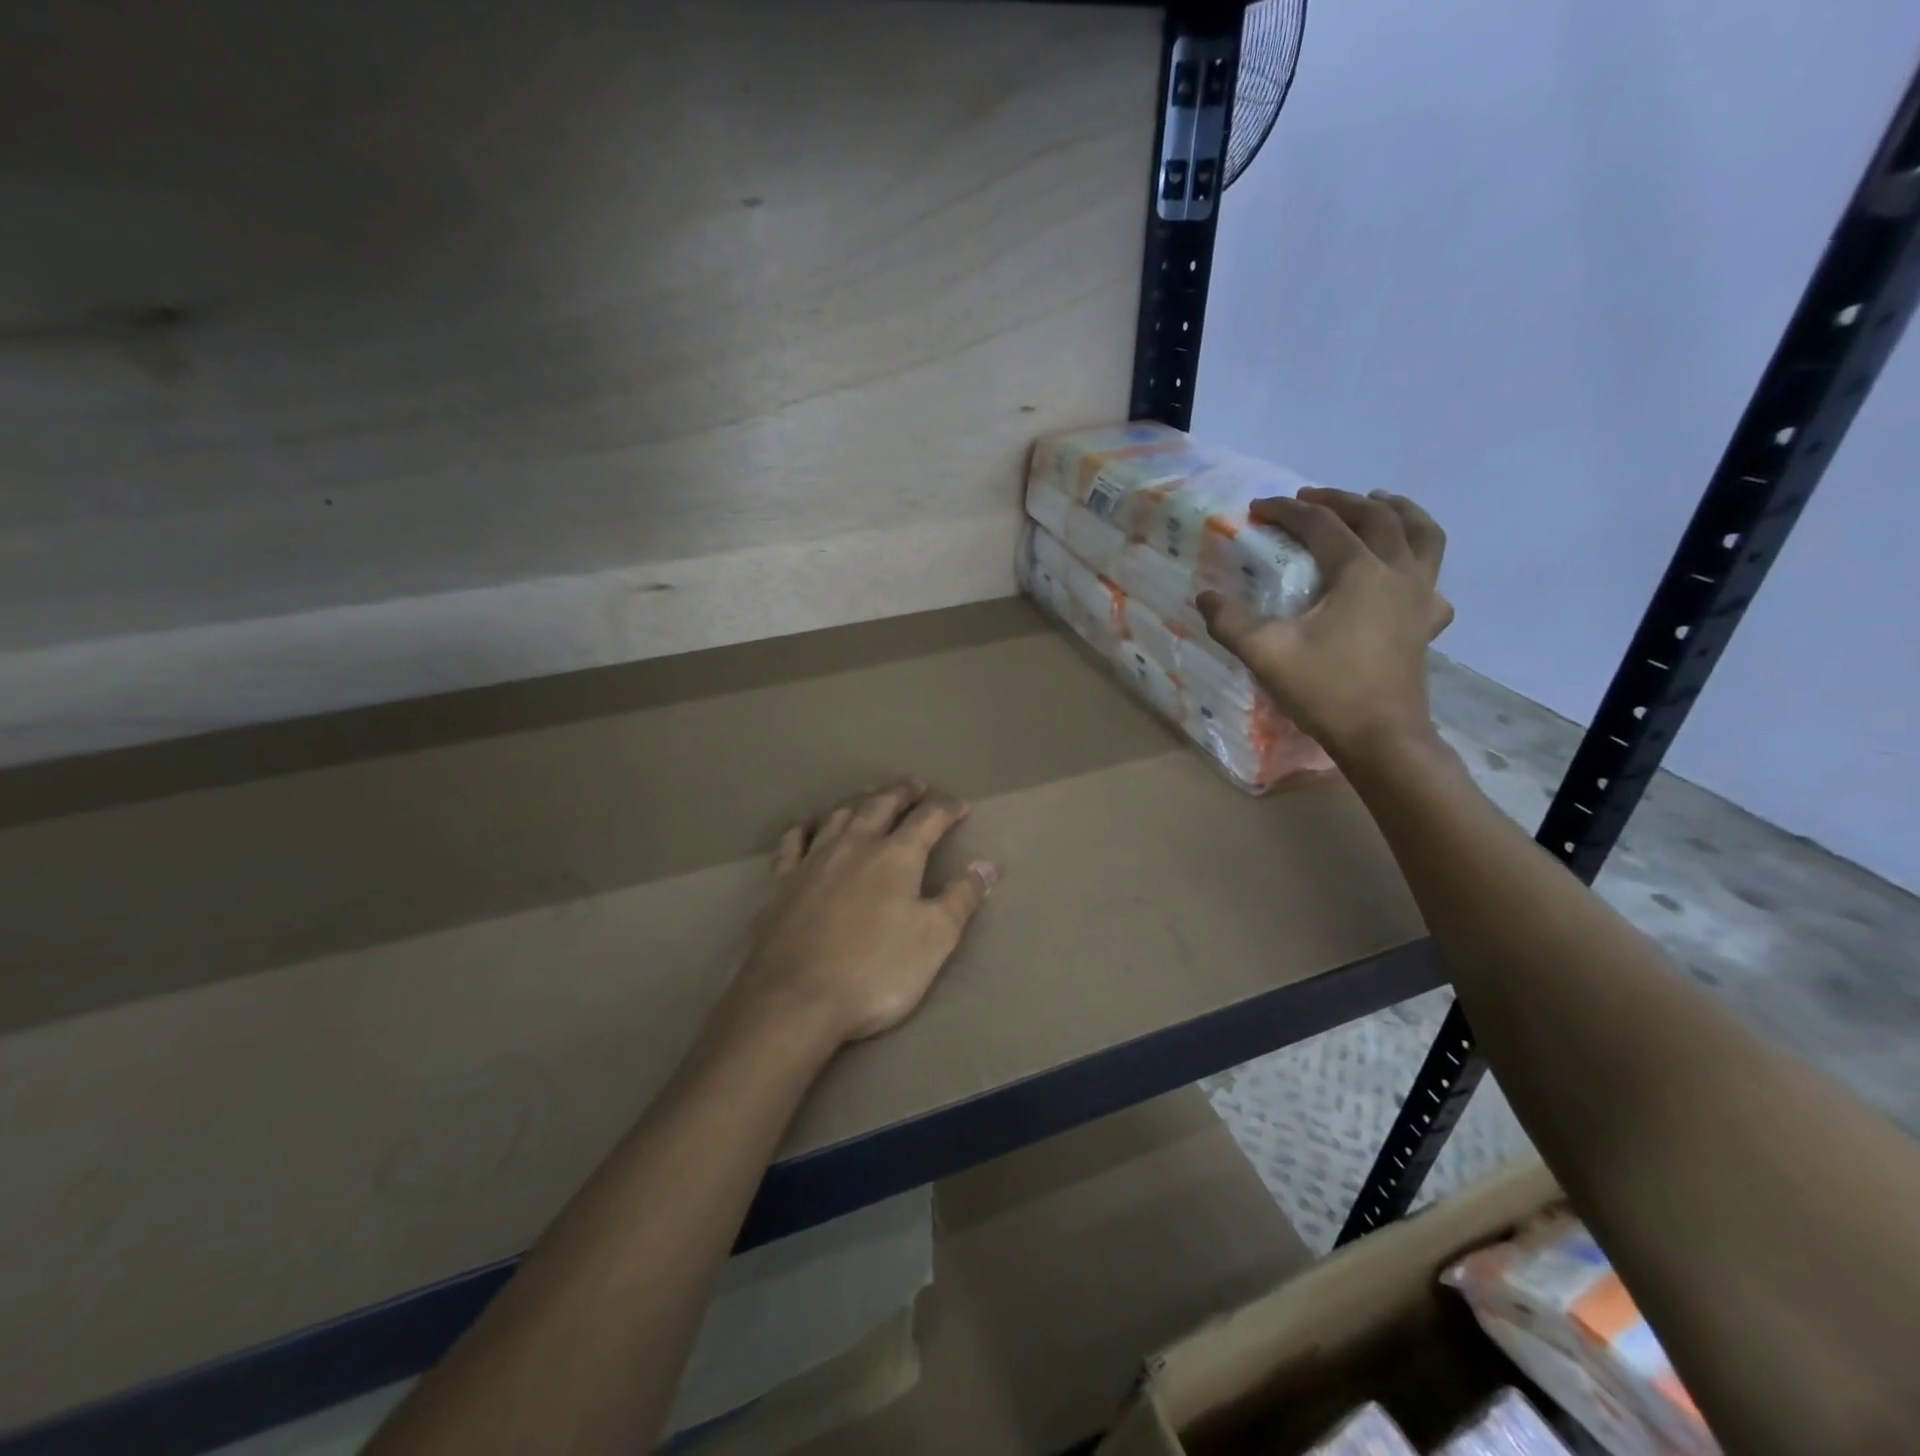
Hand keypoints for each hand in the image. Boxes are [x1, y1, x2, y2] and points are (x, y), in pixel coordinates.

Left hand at [726, 782, 997, 1046]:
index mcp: (895, 856)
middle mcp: (854, 846)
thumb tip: (987, 865)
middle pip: (880, 805)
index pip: (928, 819)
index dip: (947, 809)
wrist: (796, 999)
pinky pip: (794, 841)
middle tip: (915, 786)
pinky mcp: (781, 883)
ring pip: (839, 815)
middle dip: (901, 793)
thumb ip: (962, 898)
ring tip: (870, 796)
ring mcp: (813, 861)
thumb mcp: (935, 938)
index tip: (961, 806)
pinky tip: (811, 827)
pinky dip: (807, 827)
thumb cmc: (876, 970)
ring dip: (859, 801)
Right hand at [1197, 488, 1451, 763]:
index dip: (1287, 511)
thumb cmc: (1324, 690)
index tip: (1259, 508)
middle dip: (1340, 500)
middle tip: (1309, 497)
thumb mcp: (1265, 653)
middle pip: (1376, 517)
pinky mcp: (1427, 623)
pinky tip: (1404, 574)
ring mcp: (1420, 597)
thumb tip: (1205, 598)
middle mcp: (1397, 573)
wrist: (1380, 737)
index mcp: (1359, 572)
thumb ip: (1230, 621)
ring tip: (1379, 501)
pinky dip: (1419, 561)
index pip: (1322, 525)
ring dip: (1399, 511)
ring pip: (1423, 535)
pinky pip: (1432, 578)